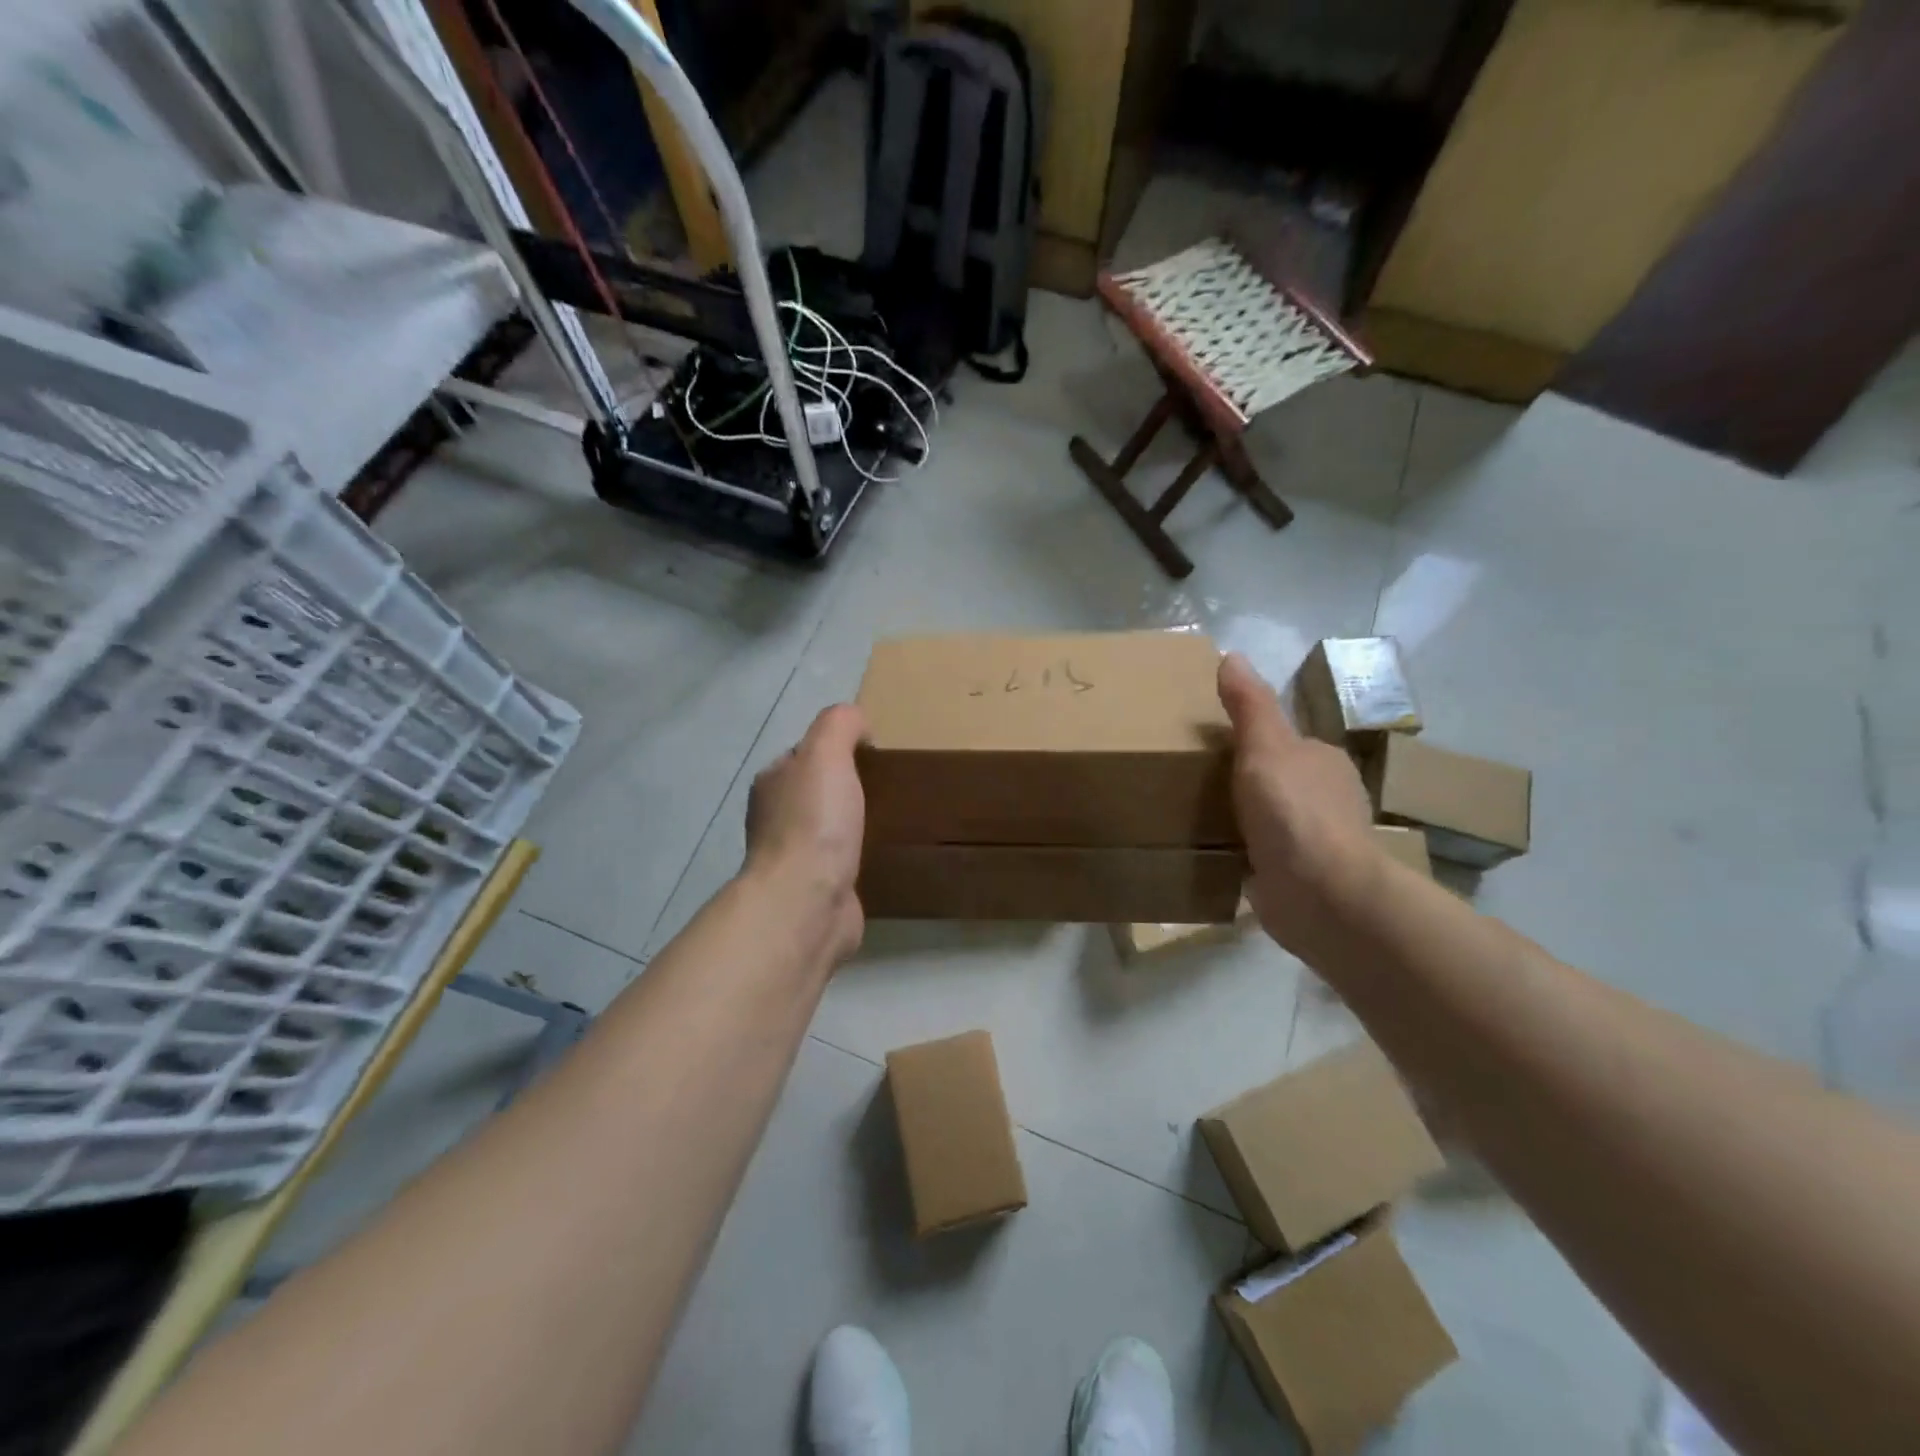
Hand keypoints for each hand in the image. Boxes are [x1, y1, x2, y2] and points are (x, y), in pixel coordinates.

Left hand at [744, 704, 867, 960]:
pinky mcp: (816, 889)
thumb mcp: (826, 753)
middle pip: (816, 791)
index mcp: (773, 783)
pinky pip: (840, 863)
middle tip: (888, 787)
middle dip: (846, 788)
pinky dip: (857, 857)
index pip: (805, 754)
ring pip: (828, 829)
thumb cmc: (814, 822)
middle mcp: (776, 818)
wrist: (807, 902)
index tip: (872, 755)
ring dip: (852, 825)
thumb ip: (840, 724)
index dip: (836, 749)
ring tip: (890, 819)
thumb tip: (858, 725)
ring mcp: (795, 858)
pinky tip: (880, 856)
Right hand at [1217, 653, 1380, 958]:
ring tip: (1192, 818)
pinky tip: (1213, 855)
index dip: (1250, 742)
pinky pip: (1262, 858)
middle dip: (1243, 782)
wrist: (1321, 895)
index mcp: (1323, 763)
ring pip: (1270, 821)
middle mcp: (1326, 800)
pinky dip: (1242, 855)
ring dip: (1242, 820)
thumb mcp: (1265, 747)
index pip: (1284, 743)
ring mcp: (1315, 844)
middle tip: (1191, 782)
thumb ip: (1249, 705)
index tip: (1208, 747)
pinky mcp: (1299, 880)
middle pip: (1276, 781)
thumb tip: (1232, 655)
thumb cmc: (1294, 811)